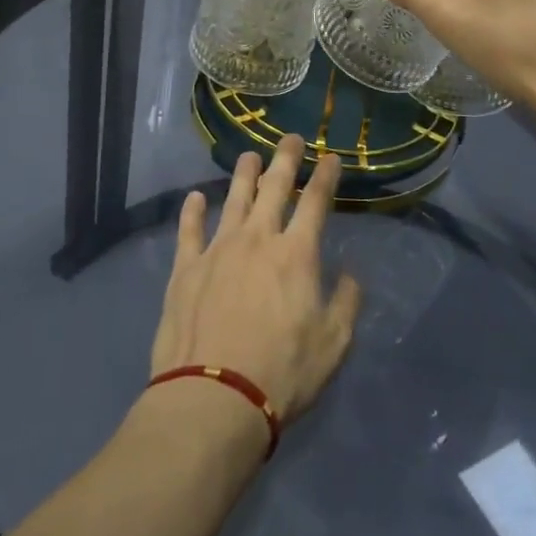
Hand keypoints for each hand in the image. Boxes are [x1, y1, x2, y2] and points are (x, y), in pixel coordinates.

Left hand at [150, 136, 361, 424]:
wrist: (214, 397)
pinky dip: (192, 212)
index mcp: (296, 254)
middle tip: (291, 138)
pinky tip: (194, 198)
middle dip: (285, 159)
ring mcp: (217, 250)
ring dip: (242, 174)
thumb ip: (346, 303)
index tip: (331, 158)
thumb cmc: (282, 373)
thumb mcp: (333, 345)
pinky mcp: (185, 269)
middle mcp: (257, 239)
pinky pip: (189, 231)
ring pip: (232, 200)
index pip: (315, 203)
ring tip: (248, 155)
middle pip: (273, 188)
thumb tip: (350, 274)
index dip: (325, 177)